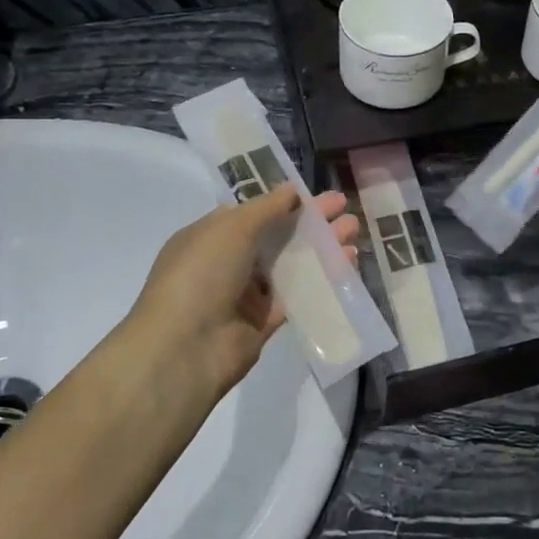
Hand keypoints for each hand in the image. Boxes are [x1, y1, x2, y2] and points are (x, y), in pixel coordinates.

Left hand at [108, 186, 360, 409]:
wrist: (184, 349)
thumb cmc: (201, 275)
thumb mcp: (231, 228)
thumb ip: (266, 207)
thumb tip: (292, 189)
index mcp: (211, 236)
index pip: (252, 212)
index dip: (284, 201)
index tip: (315, 192)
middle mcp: (227, 262)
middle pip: (277, 236)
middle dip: (311, 221)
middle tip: (345, 208)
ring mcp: (246, 294)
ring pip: (291, 265)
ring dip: (321, 248)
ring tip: (354, 233)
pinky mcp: (265, 322)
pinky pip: (298, 296)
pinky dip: (322, 281)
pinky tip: (347, 266)